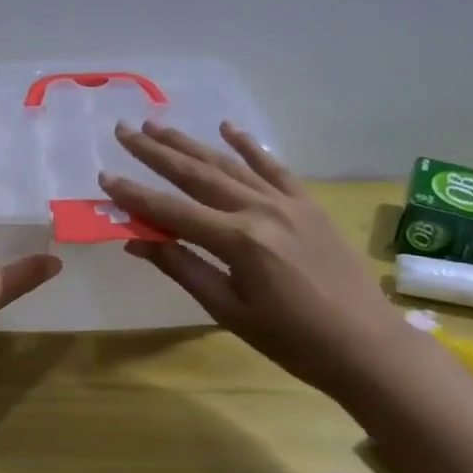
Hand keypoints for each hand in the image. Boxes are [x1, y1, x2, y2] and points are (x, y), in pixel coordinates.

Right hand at [101, 121, 399, 387]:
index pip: (172, 211)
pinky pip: (273, 167)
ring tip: (158, 126)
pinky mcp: (307, 204)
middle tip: (125, 130)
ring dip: (190, 143)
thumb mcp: (230, 312)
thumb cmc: (293, 341)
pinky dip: (248, 146)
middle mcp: (259, 209)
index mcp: (238, 241)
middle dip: (155, 152)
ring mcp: (286, 202)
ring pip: (228, 164)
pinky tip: (227, 128)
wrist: (367, 346)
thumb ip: (183, 269)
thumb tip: (137, 241)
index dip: (135, 195)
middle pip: (196, 174)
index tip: (104, 176)